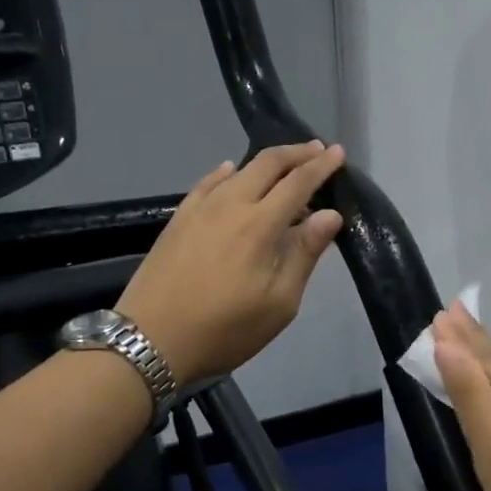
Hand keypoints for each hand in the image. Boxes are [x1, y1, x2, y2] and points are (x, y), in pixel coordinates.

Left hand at [117, 140, 346, 385]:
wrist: (151, 340)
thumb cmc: (225, 330)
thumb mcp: (279, 303)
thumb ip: (304, 254)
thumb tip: (330, 214)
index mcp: (260, 225)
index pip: (298, 183)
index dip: (320, 166)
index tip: (338, 152)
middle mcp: (230, 205)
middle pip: (267, 164)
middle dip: (295, 153)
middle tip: (317, 149)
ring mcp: (199, 209)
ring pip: (237, 170)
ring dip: (266, 162)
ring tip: (283, 164)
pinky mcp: (178, 220)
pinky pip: (207, 183)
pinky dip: (226, 172)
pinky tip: (230, 171)